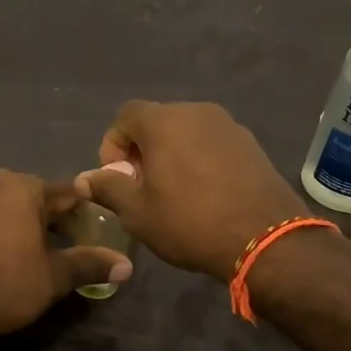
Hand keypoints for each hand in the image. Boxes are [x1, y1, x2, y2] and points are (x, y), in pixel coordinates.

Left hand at [0, 171, 132, 342]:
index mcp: (27, 188)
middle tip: (59, 243)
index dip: (81, 214)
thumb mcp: (56, 277)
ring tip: (20, 238)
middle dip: (46, 212)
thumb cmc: (8, 285)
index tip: (89, 233)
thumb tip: (127, 265)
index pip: (66, 194)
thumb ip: (91, 264)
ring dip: (9, 208)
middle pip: (32, 192)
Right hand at [76, 101, 308, 282]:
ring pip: (186, 131)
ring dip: (171, 154)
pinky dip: (199, 159)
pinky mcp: (250, 144)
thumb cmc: (190, 222)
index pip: (125, 115)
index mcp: (164, 121)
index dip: (113, 144)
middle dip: (142, 149)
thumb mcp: (137, 212)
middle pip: (156, 121)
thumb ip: (107, 188)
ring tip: (173, 192)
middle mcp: (196, 111)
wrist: (266, 239)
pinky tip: (204, 193)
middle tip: (142, 187)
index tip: (117, 177)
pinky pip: (212, 143)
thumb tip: (84, 178)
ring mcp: (228, 125)